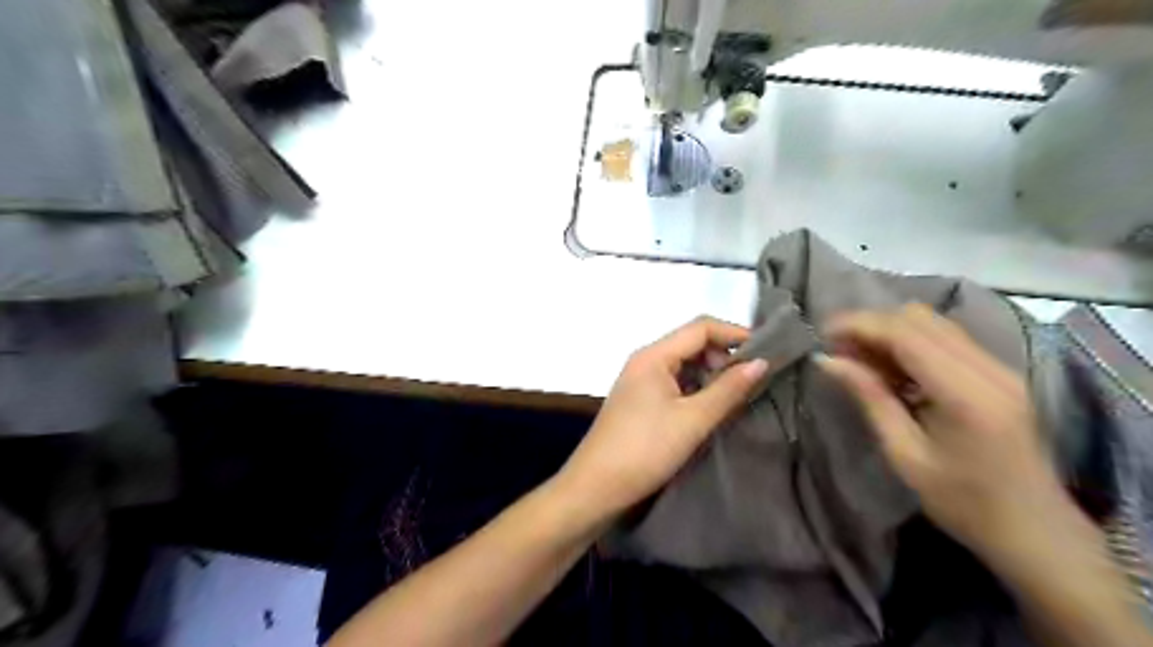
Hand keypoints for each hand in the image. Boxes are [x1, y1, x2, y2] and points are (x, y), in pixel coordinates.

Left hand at [555, 317, 764, 525]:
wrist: (595, 487)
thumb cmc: (645, 449)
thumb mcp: (693, 420)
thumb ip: (728, 389)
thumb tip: (762, 362)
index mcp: (653, 355)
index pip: (701, 327)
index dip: (735, 334)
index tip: (768, 353)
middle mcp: (644, 360)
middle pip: (691, 343)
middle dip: (724, 356)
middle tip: (751, 382)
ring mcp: (639, 380)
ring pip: (683, 364)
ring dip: (711, 374)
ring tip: (736, 397)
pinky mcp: (638, 400)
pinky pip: (673, 382)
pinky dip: (695, 389)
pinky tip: (710, 408)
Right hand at [820, 302, 1070, 560]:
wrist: (1036, 532)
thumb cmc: (963, 503)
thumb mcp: (905, 454)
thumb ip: (869, 398)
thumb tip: (827, 361)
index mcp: (966, 393)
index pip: (906, 333)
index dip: (859, 324)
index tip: (822, 333)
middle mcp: (989, 369)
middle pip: (920, 318)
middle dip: (872, 324)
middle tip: (839, 349)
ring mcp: (1000, 368)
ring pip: (934, 323)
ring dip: (890, 331)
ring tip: (858, 357)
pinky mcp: (1000, 374)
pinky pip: (946, 339)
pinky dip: (910, 343)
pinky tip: (890, 368)